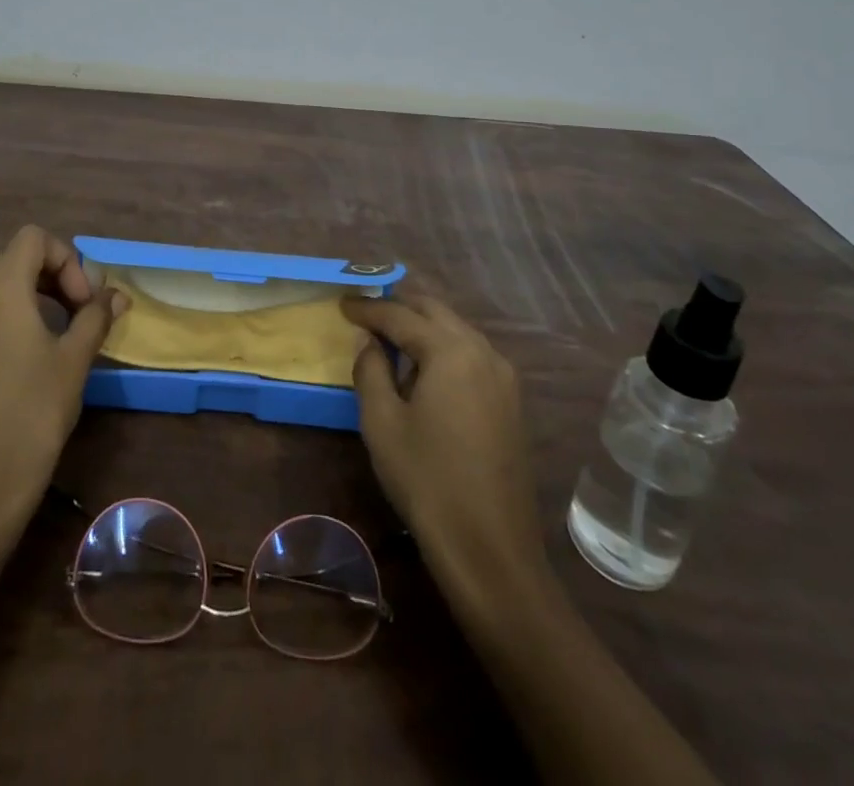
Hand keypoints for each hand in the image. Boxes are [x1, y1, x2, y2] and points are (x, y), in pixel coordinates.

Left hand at [0, 226, 122, 534]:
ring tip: (31, 325)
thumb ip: (94, 317)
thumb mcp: (75, 360)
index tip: (82, 302)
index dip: (65, 260)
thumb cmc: (35, 413)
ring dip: (3, 291)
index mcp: (0, 289)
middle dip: (39, 274)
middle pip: (2, 258)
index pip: (33, 239)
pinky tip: (2, 365)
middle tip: (66, 309)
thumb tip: (116, 295)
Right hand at [344, 290, 546, 590]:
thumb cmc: (426, 480)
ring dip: (423, 328)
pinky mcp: (510, 402)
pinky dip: (443, 349)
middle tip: (366, 315)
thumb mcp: (382, 421)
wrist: (490, 549)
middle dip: (399, 308)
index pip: (401, 315)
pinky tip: (424, 370)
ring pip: (456, 331)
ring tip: (390, 340)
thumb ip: (370, 368)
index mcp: (451, 351)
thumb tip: (368, 340)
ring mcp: (503, 377)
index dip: (368, 308)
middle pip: (435, 312)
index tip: (343, 303)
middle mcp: (483, 352)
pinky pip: (471, 355)